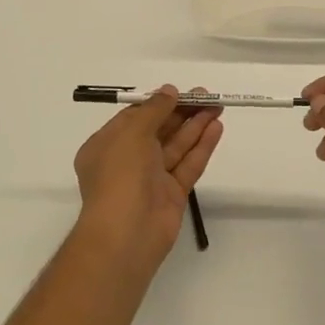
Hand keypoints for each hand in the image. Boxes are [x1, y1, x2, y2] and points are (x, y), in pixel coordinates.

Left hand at [74, 87, 223, 266]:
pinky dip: (201, 147)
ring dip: (195, 126)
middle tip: (207, 96)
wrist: (126, 234)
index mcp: (107, 146)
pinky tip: (216, 128)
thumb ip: (154, 109)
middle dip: (181, 112)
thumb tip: (168, 91)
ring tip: (218, 106)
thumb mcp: (132, 132)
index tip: (180, 92)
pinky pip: (188, 165)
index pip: (134, 118)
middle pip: (158, 130)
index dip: (157, 104)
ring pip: (176, 146)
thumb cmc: (120, 175)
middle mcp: (127, 161)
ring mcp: (151, 179)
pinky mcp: (172, 195)